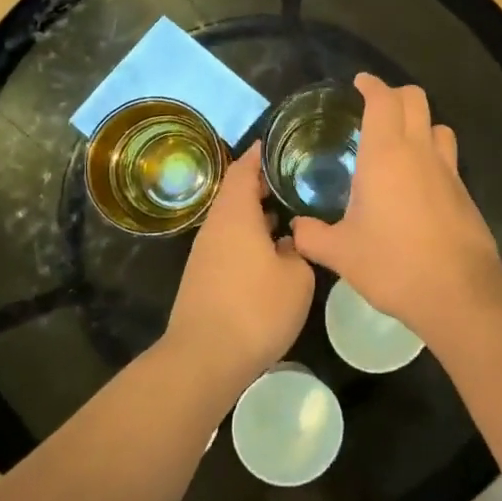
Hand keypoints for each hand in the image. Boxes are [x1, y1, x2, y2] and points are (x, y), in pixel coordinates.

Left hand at [165, 142, 315, 385]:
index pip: (245, 168)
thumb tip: (288, 241)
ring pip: (233, 219)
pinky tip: (271, 250)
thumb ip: (298, 250)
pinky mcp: (203, 276)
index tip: (281, 142)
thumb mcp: (297, 277)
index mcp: (236, 213)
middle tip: (295, 177)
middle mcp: (216, 225)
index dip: (262, 153)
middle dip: (263, 182)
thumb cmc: (256, 308)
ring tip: (289, 211)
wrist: (204, 358)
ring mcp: (205, 252)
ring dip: (256, 211)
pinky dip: (249, 235)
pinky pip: (229, 241)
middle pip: (236, 192)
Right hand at [290, 75, 501, 336]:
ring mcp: (448, 171)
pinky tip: (417, 184)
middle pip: (416, 99)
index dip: (371, 85)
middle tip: (374, 109)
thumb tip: (295, 228)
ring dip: (420, 124)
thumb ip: (312, 235)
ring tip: (399, 143)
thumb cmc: (394, 265)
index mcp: (386, 154)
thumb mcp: (341, 254)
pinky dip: (432, 155)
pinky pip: (447, 158)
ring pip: (438, 126)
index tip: (359, 83)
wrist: (459, 293)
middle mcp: (419, 152)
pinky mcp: (464, 193)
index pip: (383, 100)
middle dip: (395, 95)